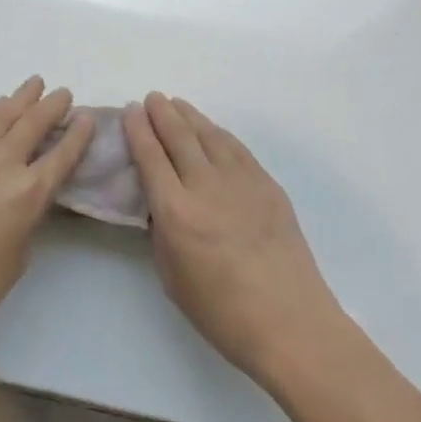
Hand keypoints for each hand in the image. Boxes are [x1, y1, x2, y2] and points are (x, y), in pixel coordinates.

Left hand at [0, 78, 92, 369]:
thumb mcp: (17, 257)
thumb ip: (27, 218)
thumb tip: (26, 196)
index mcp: (28, 194)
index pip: (62, 154)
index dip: (78, 134)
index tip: (87, 118)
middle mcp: (2, 165)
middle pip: (33, 123)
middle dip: (52, 106)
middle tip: (63, 94)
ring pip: (1, 114)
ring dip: (21, 98)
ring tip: (34, 85)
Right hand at [124, 94, 343, 387]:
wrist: (290, 322)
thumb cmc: (222, 312)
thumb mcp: (172, 277)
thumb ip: (162, 231)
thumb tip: (161, 204)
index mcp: (177, 211)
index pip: (151, 157)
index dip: (138, 130)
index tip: (130, 111)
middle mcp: (206, 186)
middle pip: (179, 136)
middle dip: (161, 113)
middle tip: (151, 98)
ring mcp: (241, 181)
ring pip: (210, 135)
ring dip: (189, 116)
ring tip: (176, 104)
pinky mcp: (268, 185)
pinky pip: (236, 148)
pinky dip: (218, 133)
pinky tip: (212, 130)